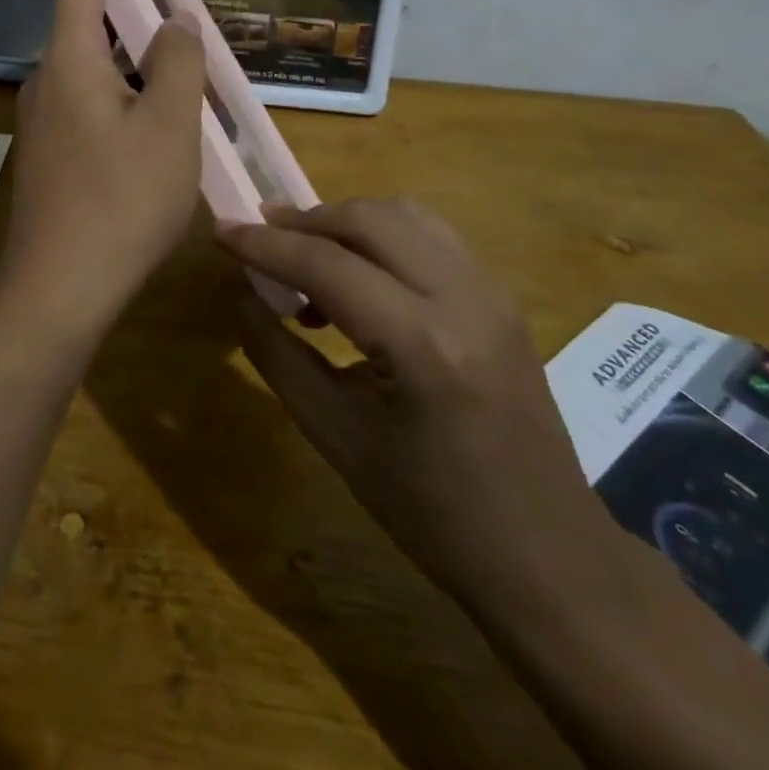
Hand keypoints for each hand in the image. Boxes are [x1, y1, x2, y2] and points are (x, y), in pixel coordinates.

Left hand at [0, 0, 205, 340]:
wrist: (60, 290)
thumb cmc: (121, 199)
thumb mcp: (169, 126)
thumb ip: (176, 64)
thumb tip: (173, 24)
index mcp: (70, 62)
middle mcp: (48, 83)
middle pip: (87, 28)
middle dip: (124, 11)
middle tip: (168, 9)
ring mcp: (44, 124)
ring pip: (92, 73)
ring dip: (130, 63)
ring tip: (179, 74)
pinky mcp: (50, 158)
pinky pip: (90, 107)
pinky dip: (122, 99)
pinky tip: (155, 128)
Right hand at [218, 199, 622, 614]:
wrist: (546, 555)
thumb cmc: (431, 511)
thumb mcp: (336, 436)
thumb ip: (277, 355)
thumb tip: (237, 293)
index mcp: (424, 345)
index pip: (328, 265)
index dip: (266, 244)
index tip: (222, 230)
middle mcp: (465, 299)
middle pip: (369, 219)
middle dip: (305, 220)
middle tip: (260, 238)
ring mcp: (492, 292)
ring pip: (404, 215)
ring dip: (345, 221)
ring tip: (305, 254)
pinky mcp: (501, 296)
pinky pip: (431, 235)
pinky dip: (382, 236)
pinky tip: (358, 276)